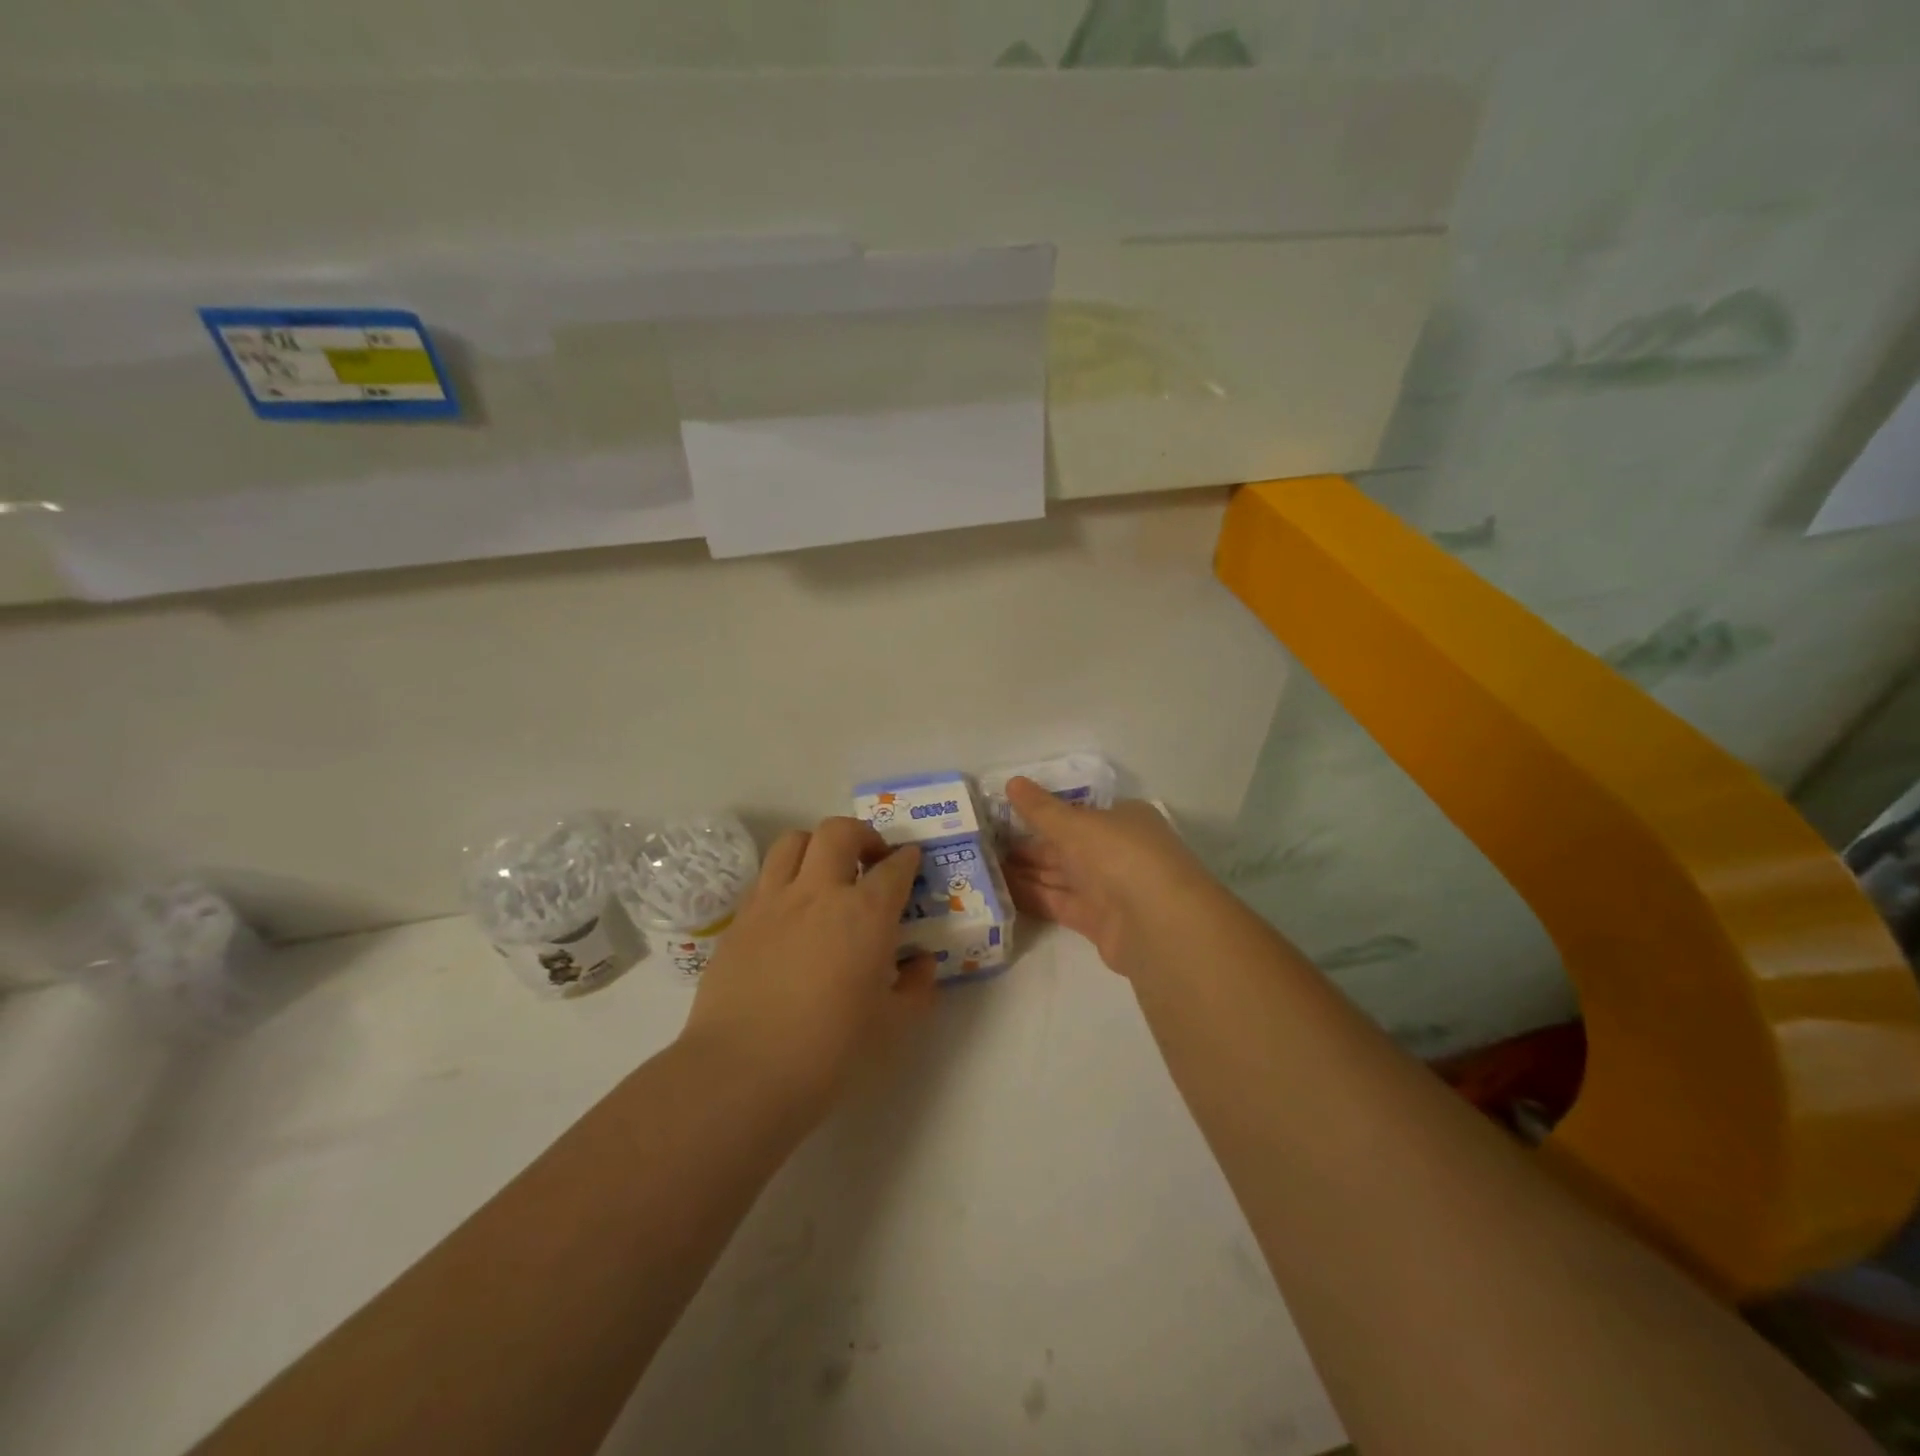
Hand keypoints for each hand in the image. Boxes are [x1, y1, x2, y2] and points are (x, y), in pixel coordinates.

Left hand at [679, 816, 936, 1118]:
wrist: (742, 1071)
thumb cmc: (830, 1050)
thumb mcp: (892, 1026)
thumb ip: (916, 988)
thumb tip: (921, 963)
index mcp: (865, 914)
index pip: (894, 868)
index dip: (907, 860)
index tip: (911, 861)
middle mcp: (819, 892)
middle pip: (839, 831)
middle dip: (862, 835)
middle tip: (870, 859)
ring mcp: (773, 901)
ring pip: (793, 841)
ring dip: (817, 846)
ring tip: (825, 872)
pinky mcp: (739, 920)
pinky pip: (765, 877)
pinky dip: (785, 878)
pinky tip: (791, 910)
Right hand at [1002, 777, 1223, 976]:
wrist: (1157, 923)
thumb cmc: (1120, 855)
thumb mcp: (1075, 824)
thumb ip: (1041, 809)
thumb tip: (1011, 782)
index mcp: (1122, 820)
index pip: (1078, 814)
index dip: (1043, 814)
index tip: (1006, 815)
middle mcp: (1118, 852)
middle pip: (1067, 847)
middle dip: (1029, 846)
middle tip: (984, 844)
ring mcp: (1110, 889)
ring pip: (1060, 876)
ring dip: (1026, 872)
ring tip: (984, 867)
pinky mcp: (1098, 922)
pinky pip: (1059, 904)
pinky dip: (1033, 897)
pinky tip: (1001, 892)